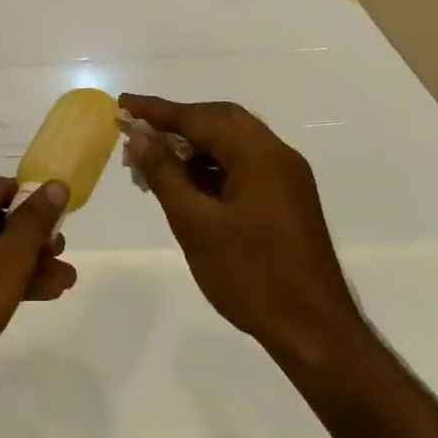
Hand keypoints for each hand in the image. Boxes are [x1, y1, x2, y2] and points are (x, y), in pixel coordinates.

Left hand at [0, 177, 76, 420]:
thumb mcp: (9, 259)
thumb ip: (35, 221)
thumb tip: (55, 183)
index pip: (5, 186)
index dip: (35, 202)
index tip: (61, 224)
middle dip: (34, 240)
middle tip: (63, 260)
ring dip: (24, 266)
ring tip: (61, 287)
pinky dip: (0, 283)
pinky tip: (27, 301)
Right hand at [120, 95, 361, 369]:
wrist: (315, 332)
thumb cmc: (251, 276)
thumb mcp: (196, 224)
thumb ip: (165, 173)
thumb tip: (139, 133)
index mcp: (259, 154)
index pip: (200, 117)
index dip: (158, 111)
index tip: (122, 104)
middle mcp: (277, 155)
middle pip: (220, 122)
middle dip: (177, 122)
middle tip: (138, 131)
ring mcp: (286, 178)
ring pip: (233, 144)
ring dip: (194, 146)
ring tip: (154, 162)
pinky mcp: (288, 199)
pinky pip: (244, 166)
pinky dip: (212, 166)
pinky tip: (187, 185)